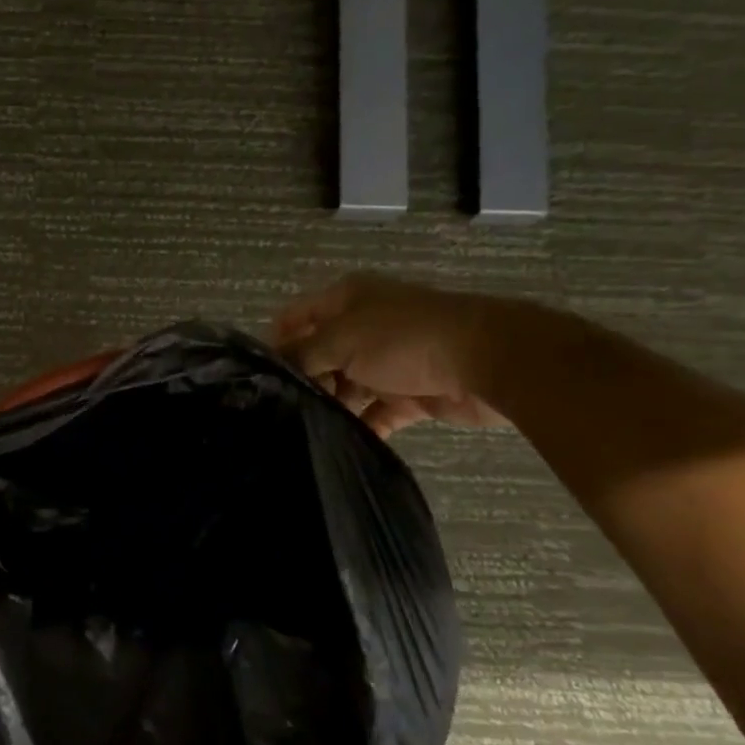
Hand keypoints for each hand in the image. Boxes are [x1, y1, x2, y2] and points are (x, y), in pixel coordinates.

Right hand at [275, 272, 511, 437]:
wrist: (486, 360)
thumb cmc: (403, 338)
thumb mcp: (340, 340)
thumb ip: (302, 355)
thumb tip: (273, 367)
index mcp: (347, 300)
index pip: (296, 316)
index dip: (275, 340)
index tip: (258, 375)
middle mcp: (364, 326)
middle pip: (319, 354)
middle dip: (302, 380)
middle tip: (278, 409)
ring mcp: (388, 361)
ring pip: (346, 386)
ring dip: (330, 406)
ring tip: (303, 430)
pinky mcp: (409, 394)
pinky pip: (376, 413)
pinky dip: (362, 427)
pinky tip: (340, 444)